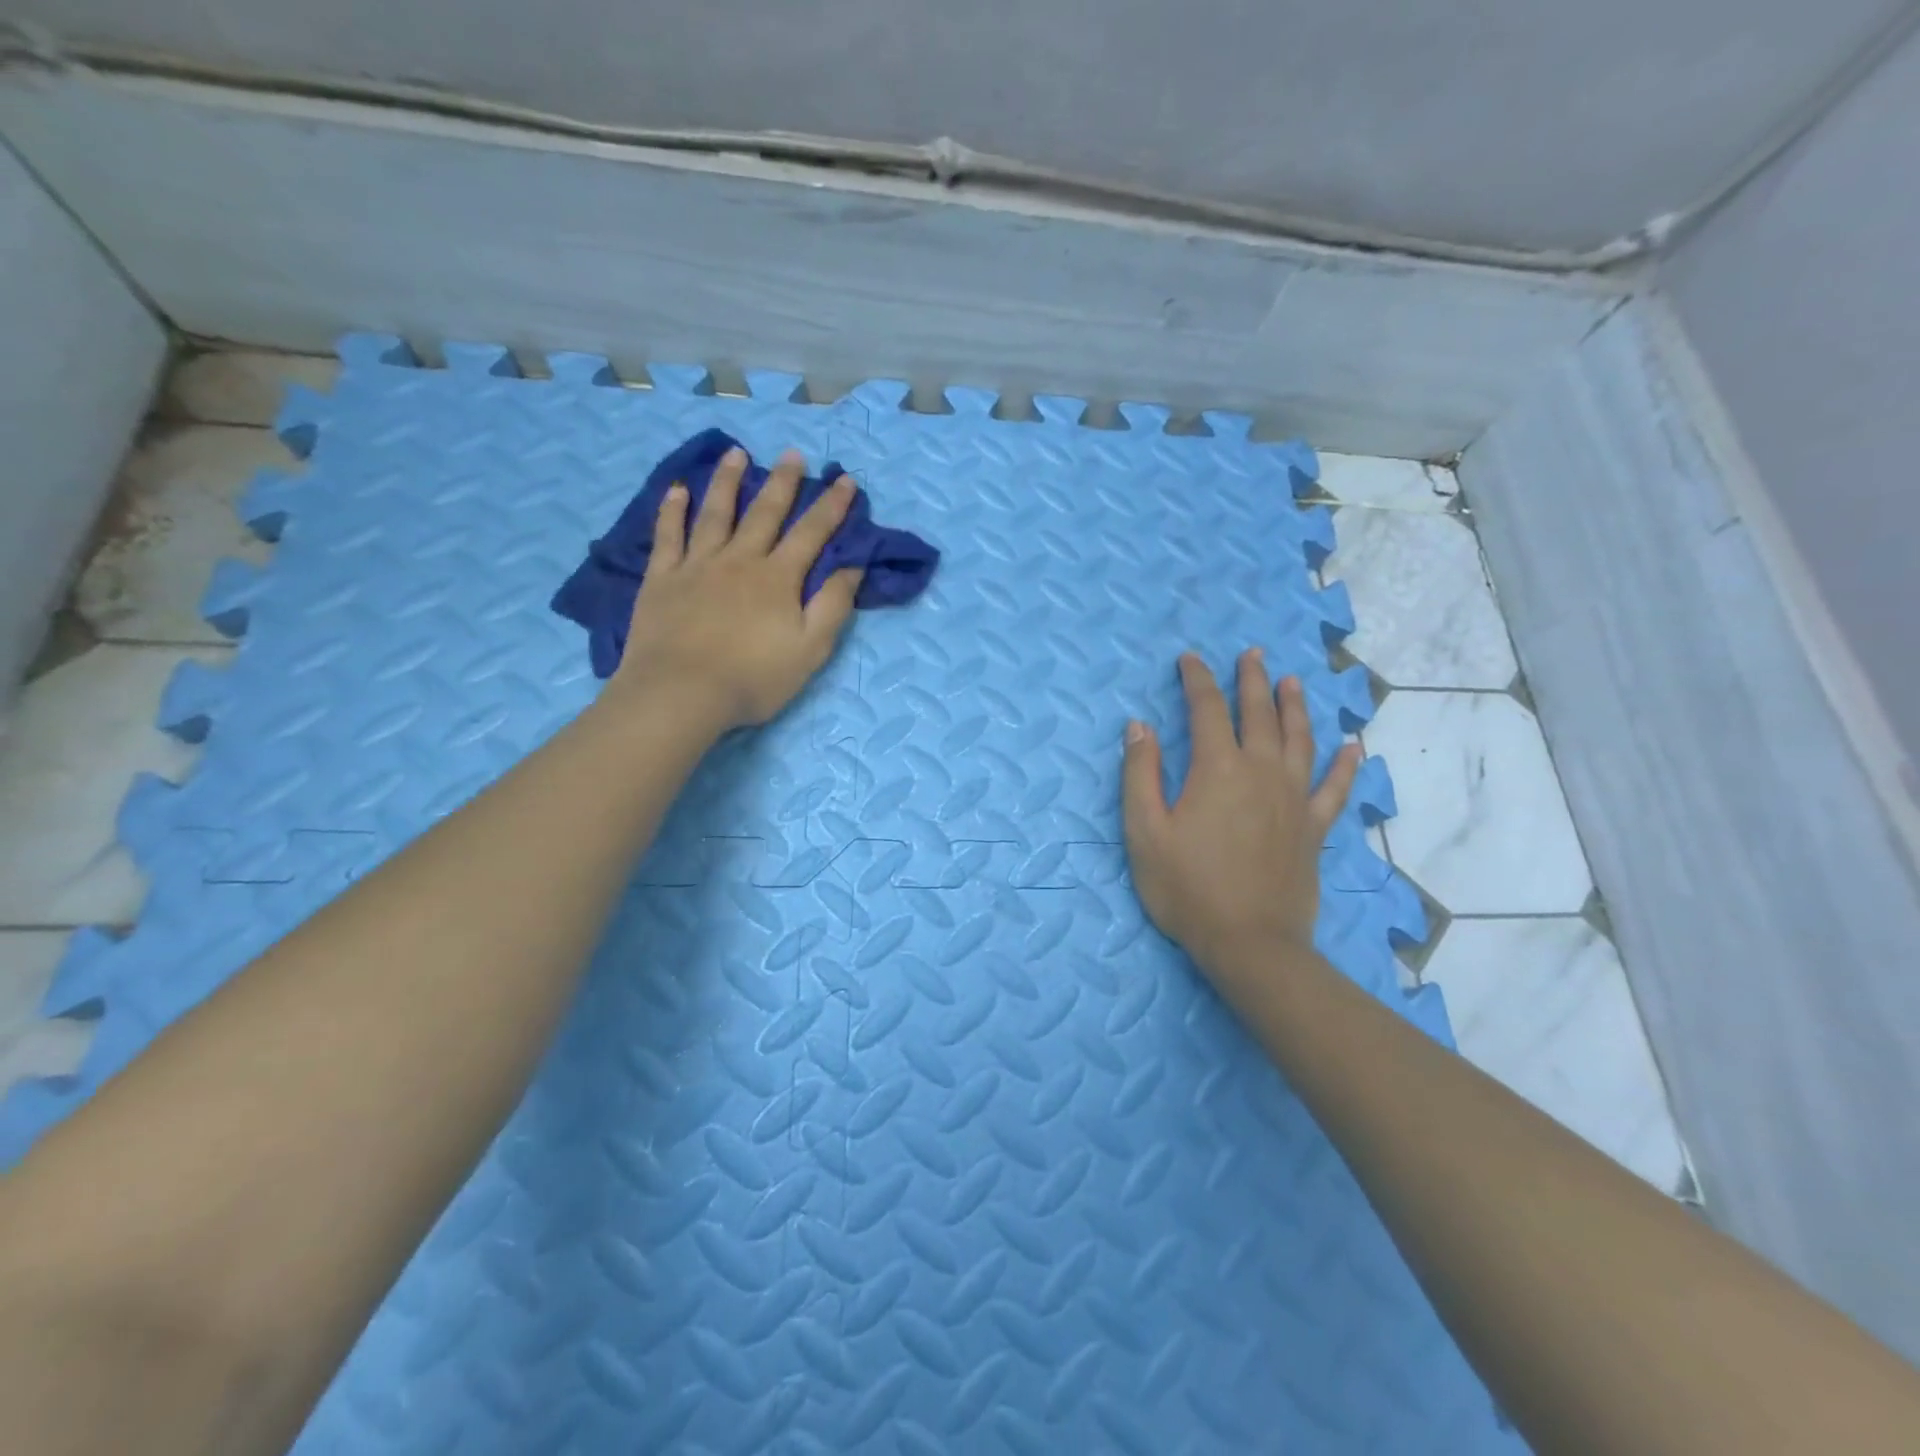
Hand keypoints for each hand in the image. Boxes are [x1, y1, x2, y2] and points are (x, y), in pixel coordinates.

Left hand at [610, 447, 862, 729]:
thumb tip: (852, 566)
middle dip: (783, 482)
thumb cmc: (753, 678)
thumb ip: (833, 605)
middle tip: (793, 454)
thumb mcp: (810, 649)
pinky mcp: (662, 579)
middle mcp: (740, 560)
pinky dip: (672, 511)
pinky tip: (677, 491)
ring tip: (737, 454)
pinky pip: (668, 536)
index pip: (812, 533)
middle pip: (765, 513)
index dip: (831, 506)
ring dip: (728, 481)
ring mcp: (697, 565)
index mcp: (778, 578)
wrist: (681, 693)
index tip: (845, 480)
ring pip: (716, 513)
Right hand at [1122, 650, 1359, 979]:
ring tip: (1293, 681)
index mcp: (1217, 769)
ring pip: (1299, 739)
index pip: (1206, 709)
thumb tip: (1138, 726)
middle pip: (1259, 713)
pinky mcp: (1314, 828)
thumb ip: (1140, 774)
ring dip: (1295, 707)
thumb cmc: (1187, 887)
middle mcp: (1261, 772)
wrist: (1249, 942)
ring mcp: (1294, 798)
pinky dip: (1346, 766)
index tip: (1189, 659)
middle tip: (1251, 654)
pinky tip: (1354, 748)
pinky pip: (1336, 788)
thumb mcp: (1144, 831)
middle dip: (1251, 680)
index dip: (1196, 680)